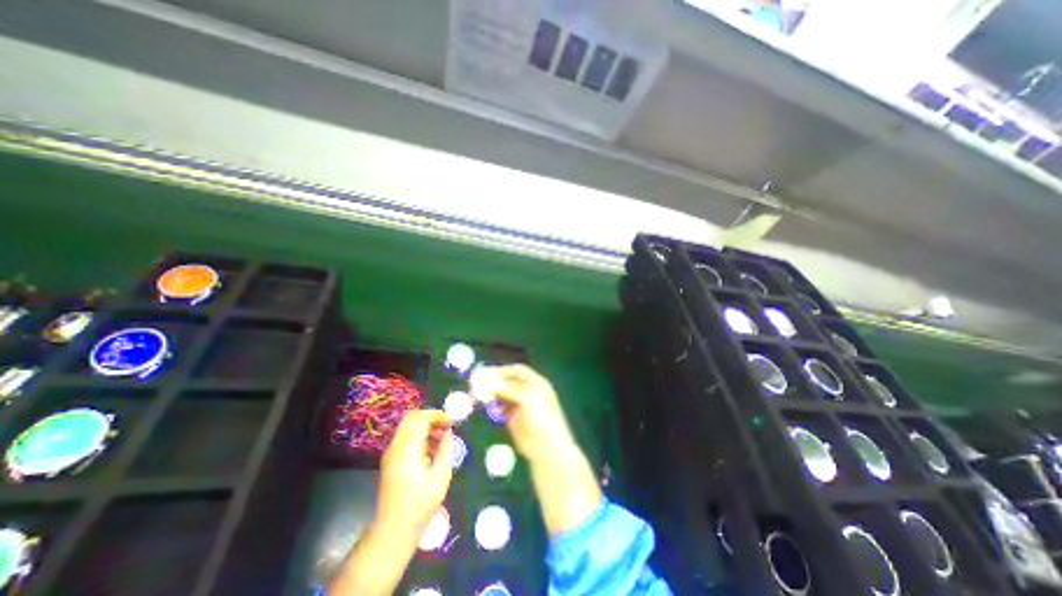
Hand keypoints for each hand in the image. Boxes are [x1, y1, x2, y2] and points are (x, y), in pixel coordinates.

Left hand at [378, 411, 450, 544]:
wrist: (392, 532)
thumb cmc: (420, 506)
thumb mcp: (440, 476)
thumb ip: (445, 450)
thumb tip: (447, 433)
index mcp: (407, 450)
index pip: (418, 418)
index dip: (435, 415)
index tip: (449, 422)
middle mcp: (395, 448)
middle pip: (411, 419)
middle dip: (430, 419)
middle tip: (446, 428)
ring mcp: (391, 454)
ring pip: (408, 428)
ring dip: (425, 428)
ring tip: (441, 441)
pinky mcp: (391, 461)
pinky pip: (406, 439)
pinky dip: (420, 437)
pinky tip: (431, 451)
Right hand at [472, 363, 576, 464]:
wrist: (546, 447)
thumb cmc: (542, 416)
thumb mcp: (527, 398)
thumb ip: (507, 388)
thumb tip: (487, 381)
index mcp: (535, 383)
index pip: (517, 371)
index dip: (503, 370)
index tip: (487, 372)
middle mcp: (527, 391)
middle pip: (508, 381)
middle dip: (494, 381)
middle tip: (478, 382)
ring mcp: (519, 405)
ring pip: (502, 394)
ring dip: (491, 392)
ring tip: (479, 393)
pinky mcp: (512, 418)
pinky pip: (500, 407)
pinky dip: (492, 404)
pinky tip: (485, 404)